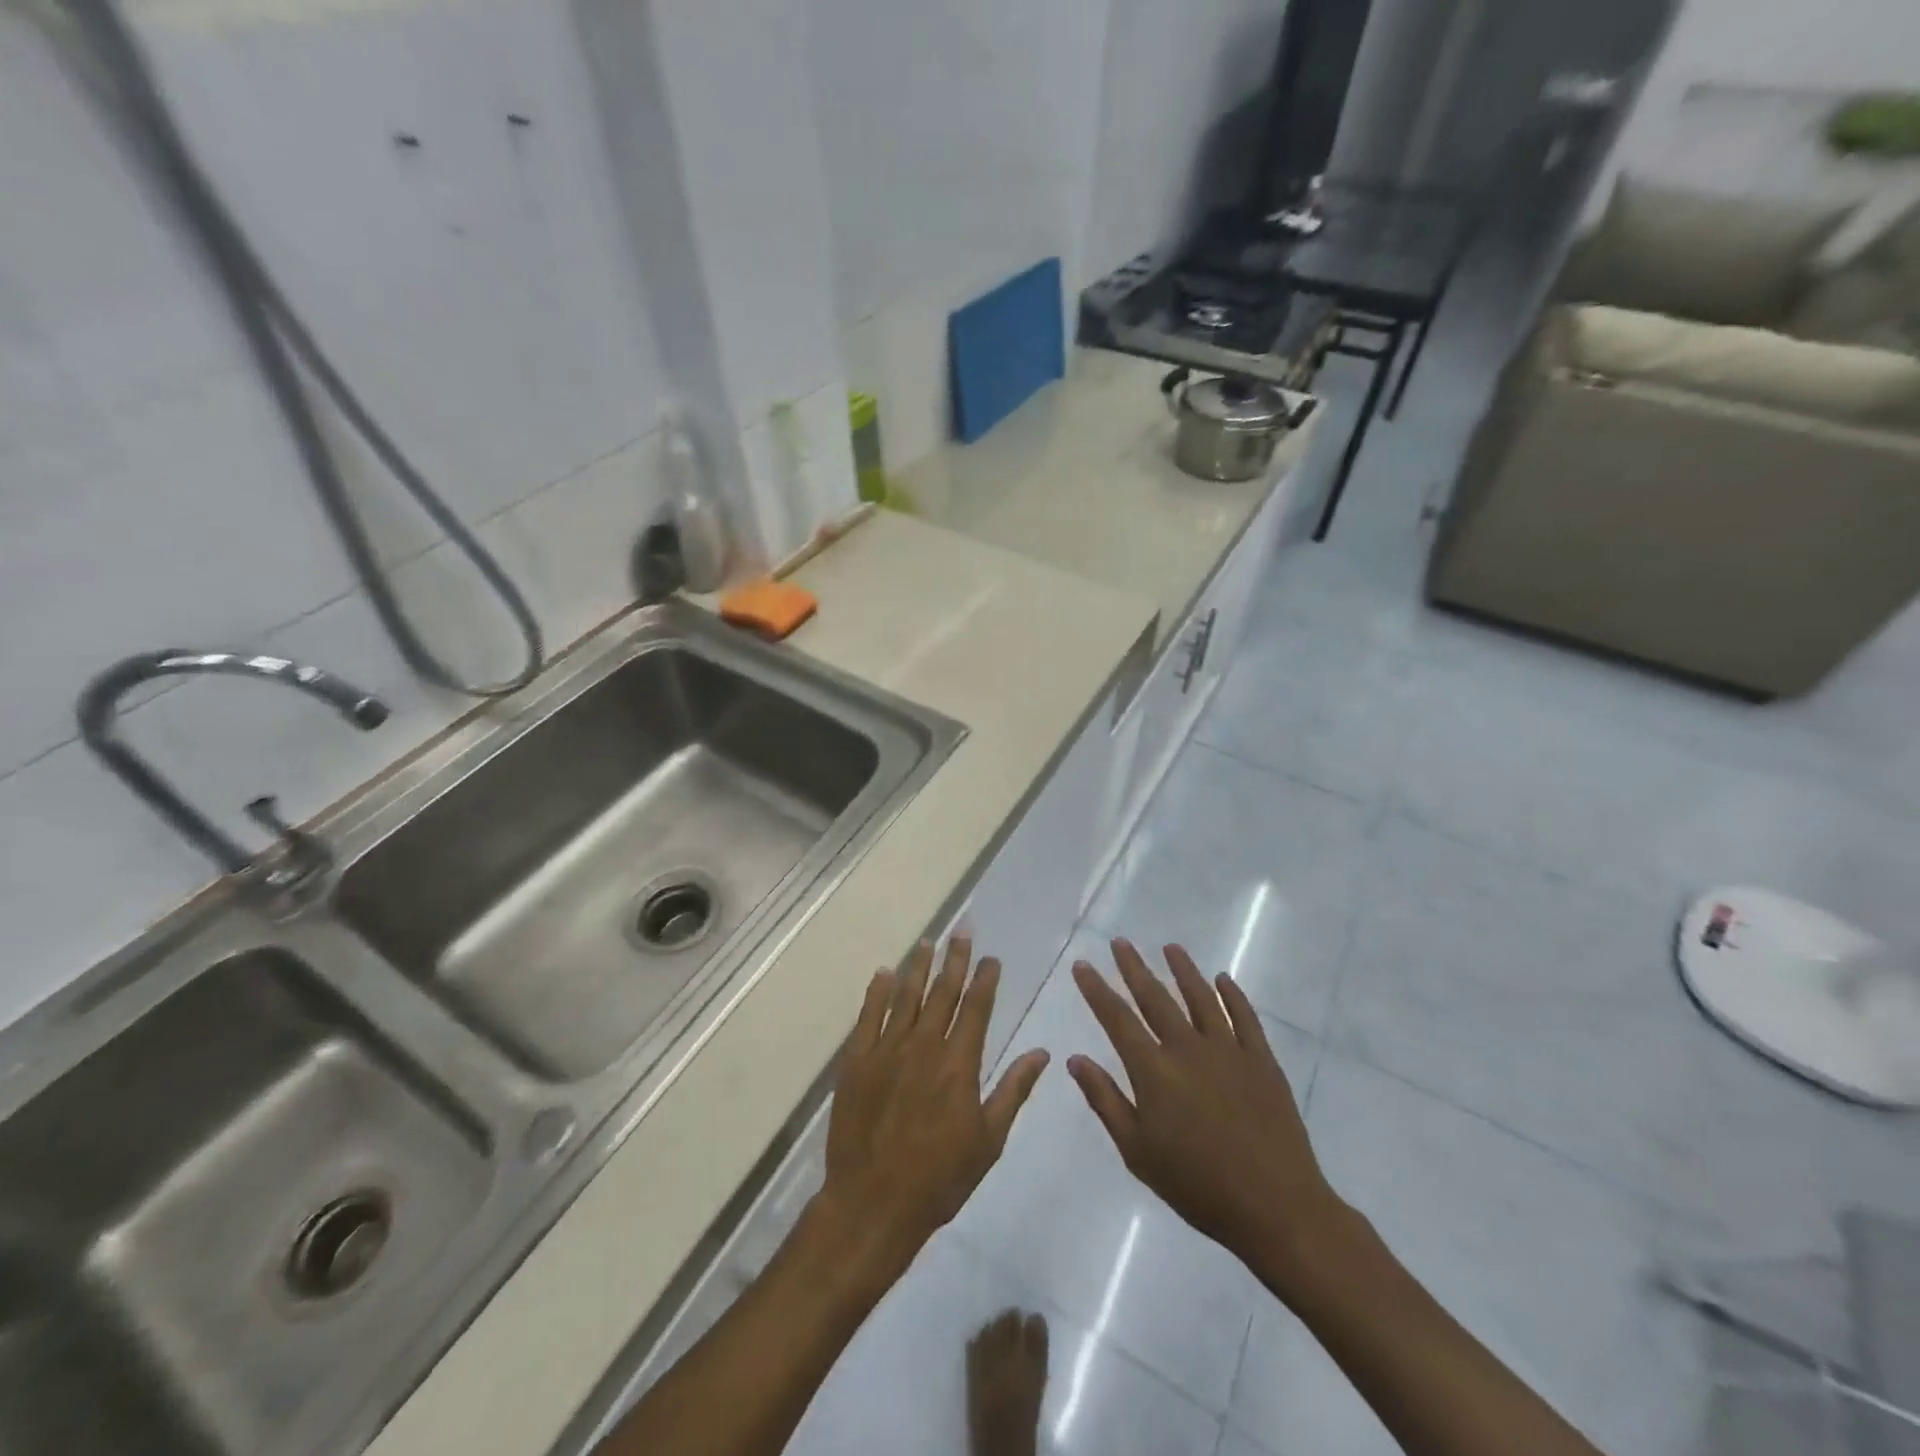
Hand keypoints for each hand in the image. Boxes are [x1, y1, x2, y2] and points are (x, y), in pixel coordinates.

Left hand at [816, 939, 1049, 1281]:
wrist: (873, 1203)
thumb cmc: (939, 1178)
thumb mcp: (988, 1140)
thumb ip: (1013, 1090)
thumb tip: (1042, 1052)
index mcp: (959, 1064)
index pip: (976, 1008)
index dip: (985, 979)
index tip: (992, 957)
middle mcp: (924, 1046)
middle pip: (943, 992)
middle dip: (955, 959)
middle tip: (962, 930)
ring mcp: (887, 1050)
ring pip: (906, 996)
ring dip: (919, 966)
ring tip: (928, 941)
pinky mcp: (857, 1061)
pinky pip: (869, 1016)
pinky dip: (878, 992)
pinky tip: (885, 973)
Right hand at [1068, 939, 1345, 1293]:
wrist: (1275, 1207)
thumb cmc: (1197, 1186)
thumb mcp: (1137, 1151)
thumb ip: (1105, 1101)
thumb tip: (1076, 1059)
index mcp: (1154, 1070)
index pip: (1117, 1018)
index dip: (1096, 989)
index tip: (1082, 964)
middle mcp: (1187, 1048)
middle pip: (1155, 997)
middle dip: (1134, 967)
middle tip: (1120, 942)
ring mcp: (1228, 1050)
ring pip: (1200, 997)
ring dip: (1183, 970)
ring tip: (1170, 947)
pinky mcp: (1261, 1060)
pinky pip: (1244, 1017)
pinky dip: (1232, 995)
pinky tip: (1223, 980)